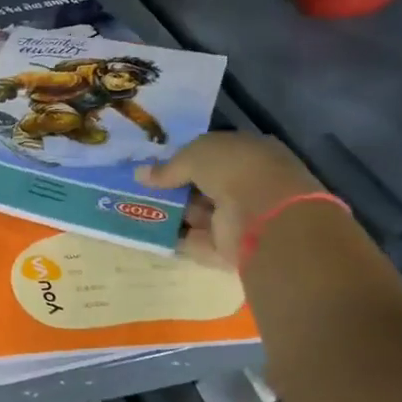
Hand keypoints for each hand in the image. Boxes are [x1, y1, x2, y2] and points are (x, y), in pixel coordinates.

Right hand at [148, 132, 328, 269]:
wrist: (263, 215)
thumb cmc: (234, 170)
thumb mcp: (195, 155)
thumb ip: (168, 167)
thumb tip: (140, 174)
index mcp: (250, 154)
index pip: (214, 155)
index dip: (186, 159)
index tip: (157, 166)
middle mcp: (249, 184)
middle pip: (205, 186)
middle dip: (176, 188)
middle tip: (143, 189)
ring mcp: (242, 218)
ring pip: (200, 213)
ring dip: (173, 213)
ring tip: (137, 209)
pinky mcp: (231, 247)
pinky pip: (197, 240)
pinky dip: (177, 238)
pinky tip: (150, 232)